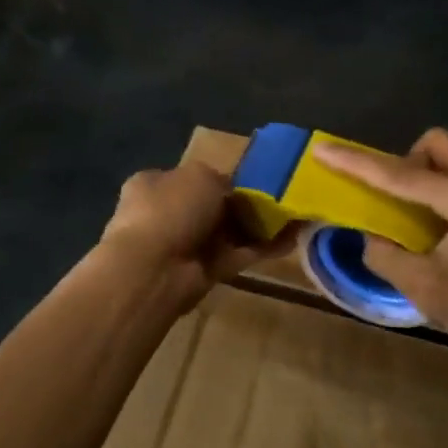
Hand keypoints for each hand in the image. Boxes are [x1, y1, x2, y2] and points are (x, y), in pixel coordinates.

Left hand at [100, 163, 281, 312]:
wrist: (154, 269)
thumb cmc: (171, 208)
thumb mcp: (200, 175)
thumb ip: (220, 179)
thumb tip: (231, 192)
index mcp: (154, 184)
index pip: (191, 178)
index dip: (220, 179)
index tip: (250, 181)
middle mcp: (166, 214)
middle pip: (211, 207)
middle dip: (241, 206)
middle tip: (278, 200)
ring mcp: (184, 245)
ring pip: (226, 233)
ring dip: (257, 228)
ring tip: (293, 218)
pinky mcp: (203, 273)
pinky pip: (237, 255)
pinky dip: (261, 249)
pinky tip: (291, 241)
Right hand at [312, 129, 447, 360]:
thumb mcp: (430, 292)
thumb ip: (388, 258)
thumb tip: (372, 237)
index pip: (398, 174)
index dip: (355, 163)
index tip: (323, 149)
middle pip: (434, 144)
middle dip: (405, 163)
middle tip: (396, 203)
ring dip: (428, 179)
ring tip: (422, 223)